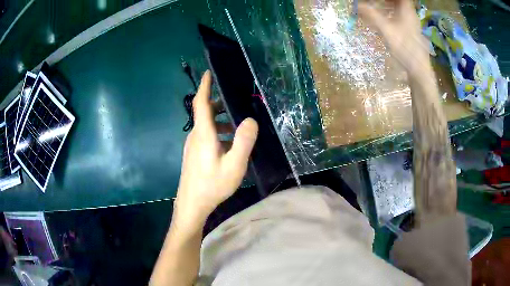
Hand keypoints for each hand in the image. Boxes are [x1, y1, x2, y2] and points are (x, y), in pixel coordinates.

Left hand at [174, 70, 257, 228]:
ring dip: (221, 121)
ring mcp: (193, 145)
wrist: (192, 204)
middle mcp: (196, 136)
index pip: (201, 103)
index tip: (208, 72)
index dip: (204, 86)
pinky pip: (206, 135)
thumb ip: (243, 141)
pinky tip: (229, 146)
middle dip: (220, 104)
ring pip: (207, 125)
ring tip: (239, 128)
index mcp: (204, 134)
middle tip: (237, 103)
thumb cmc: (212, 185)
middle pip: (206, 112)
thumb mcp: (234, 165)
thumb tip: (250, 119)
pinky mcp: (194, 154)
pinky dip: (218, 133)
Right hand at [359, 0, 429, 76]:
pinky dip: (392, 12)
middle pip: (399, 0)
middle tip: (375, 1)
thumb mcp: (386, 29)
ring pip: (400, 7)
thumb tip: (356, 5)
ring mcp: (411, 22)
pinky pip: (401, 15)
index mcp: (406, 9)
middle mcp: (410, 13)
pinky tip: (384, 17)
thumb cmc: (404, 48)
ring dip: (389, 4)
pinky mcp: (411, 30)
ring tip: (376, 4)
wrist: (418, 68)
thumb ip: (371, 15)